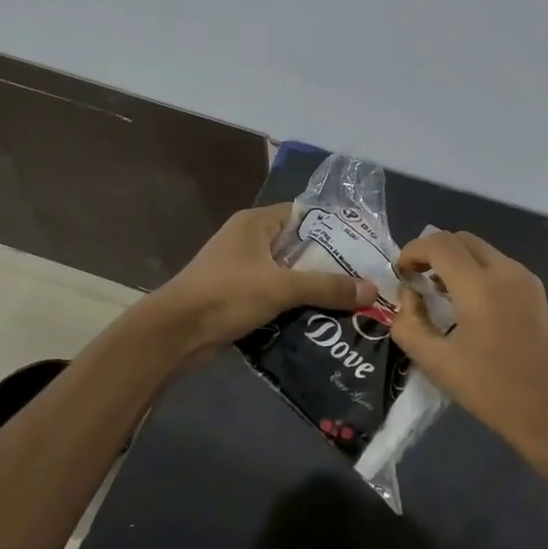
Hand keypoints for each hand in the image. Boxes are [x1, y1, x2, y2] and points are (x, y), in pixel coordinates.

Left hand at [148, 204, 376, 350]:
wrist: (175, 334)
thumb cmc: (226, 294)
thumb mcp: (282, 287)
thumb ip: (327, 287)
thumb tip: (372, 290)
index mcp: (255, 223)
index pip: (303, 214)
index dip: (333, 228)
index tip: (363, 247)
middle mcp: (248, 241)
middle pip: (298, 246)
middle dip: (328, 263)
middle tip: (363, 278)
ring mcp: (240, 269)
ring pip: (287, 274)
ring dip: (312, 288)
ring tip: (349, 301)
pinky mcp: (236, 297)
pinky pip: (274, 295)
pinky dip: (293, 305)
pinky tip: (320, 319)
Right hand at [390, 230, 547, 461]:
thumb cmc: (492, 391)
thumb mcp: (437, 363)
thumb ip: (409, 324)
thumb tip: (408, 296)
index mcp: (480, 286)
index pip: (439, 243)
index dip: (412, 250)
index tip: (401, 274)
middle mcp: (506, 271)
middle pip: (462, 239)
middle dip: (433, 251)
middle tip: (416, 279)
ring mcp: (526, 280)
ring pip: (482, 251)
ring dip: (455, 261)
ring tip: (438, 293)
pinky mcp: (537, 293)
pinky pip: (499, 266)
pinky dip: (476, 271)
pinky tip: (467, 305)